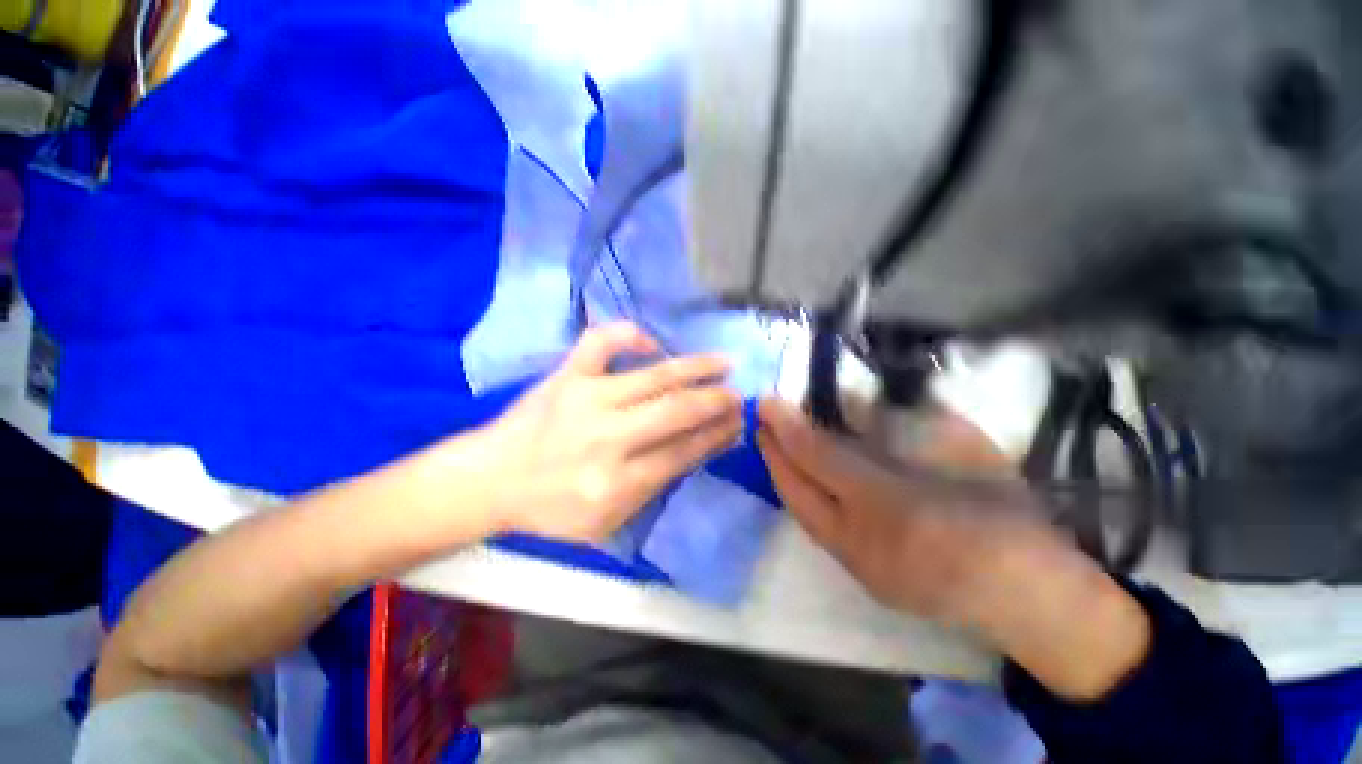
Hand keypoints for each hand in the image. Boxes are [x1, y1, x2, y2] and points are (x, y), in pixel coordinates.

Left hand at [481, 324, 742, 543]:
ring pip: (654, 376)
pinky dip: (630, 335)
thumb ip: (655, 487)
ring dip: (696, 368)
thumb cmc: (551, 508)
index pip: (684, 452)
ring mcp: (585, 399)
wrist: (490, 480)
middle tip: (738, 395)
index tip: (737, 423)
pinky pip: (601, 342)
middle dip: (716, 401)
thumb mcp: (608, 521)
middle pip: (677, 412)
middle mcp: (607, 438)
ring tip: (724, 362)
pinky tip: (651, 343)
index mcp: (617, 483)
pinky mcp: (565, 375)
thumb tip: (699, 447)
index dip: (717, 435)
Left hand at [756, 398, 1047, 623]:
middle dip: (772, 453)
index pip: (818, 457)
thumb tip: (854, 405)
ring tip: (772, 446)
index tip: (766, 401)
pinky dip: (802, 500)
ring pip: (801, 515)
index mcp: (890, 504)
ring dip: (782, 477)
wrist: (1039, 602)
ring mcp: (858, 568)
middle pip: (796, 491)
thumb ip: (904, 426)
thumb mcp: (965, 453)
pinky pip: (818, 531)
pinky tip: (801, 481)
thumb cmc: (1011, 517)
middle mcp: (861, 540)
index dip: (788, 426)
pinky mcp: (863, 581)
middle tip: (760, 422)